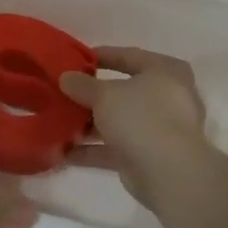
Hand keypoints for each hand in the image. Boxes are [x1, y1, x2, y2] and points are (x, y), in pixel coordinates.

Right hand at [59, 48, 213, 212]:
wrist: (168, 172)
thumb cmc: (140, 117)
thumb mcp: (104, 94)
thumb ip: (83, 84)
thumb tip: (66, 77)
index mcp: (165, 71)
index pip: (130, 56)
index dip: (102, 56)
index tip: (76, 59)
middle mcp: (167, 98)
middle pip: (123, 92)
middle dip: (92, 96)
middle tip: (65, 93)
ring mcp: (160, 130)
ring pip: (119, 122)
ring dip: (90, 125)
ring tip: (59, 123)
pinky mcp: (150, 157)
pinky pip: (117, 148)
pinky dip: (93, 150)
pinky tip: (65, 152)